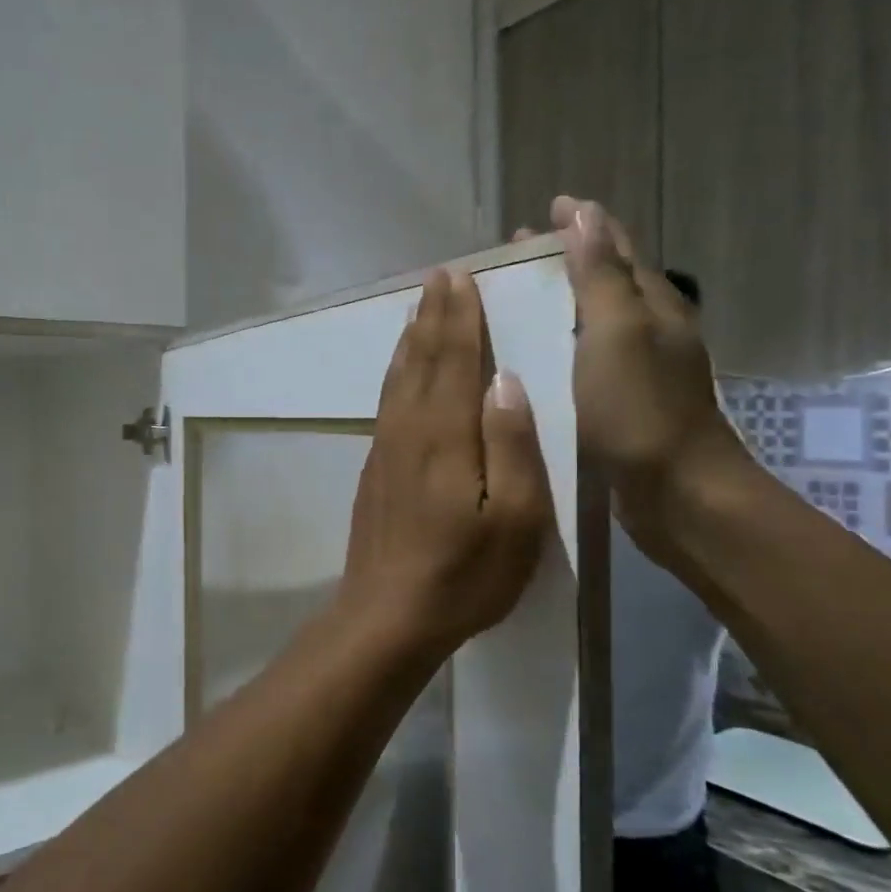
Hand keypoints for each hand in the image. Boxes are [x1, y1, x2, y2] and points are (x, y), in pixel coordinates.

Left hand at [334, 269, 552, 660]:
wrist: (387, 616)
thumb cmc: (465, 573)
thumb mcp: (515, 518)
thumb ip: (512, 444)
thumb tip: (507, 380)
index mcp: (447, 435)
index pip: (456, 360)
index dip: (461, 317)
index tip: (464, 278)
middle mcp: (410, 429)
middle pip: (422, 359)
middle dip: (434, 315)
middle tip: (441, 275)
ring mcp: (386, 448)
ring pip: (399, 377)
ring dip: (412, 337)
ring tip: (419, 306)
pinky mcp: (375, 469)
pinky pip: (387, 401)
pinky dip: (396, 372)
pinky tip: (400, 370)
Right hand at [523, 197, 756, 556]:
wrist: (677, 493)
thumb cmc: (642, 409)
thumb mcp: (616, 333)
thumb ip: (599, 275)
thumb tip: (585, 212)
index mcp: (651, 304)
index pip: (615, 246)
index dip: (581, 225)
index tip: (543, 211)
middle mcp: (650, 328)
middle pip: (605, 279)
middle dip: (565, 259)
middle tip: (515, 256)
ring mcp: (640, 368)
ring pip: (595, 319)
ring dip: (561, 301)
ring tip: (516, 299)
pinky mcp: (625, 402)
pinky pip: (588, 357)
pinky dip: (562, 342)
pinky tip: (536, 356)